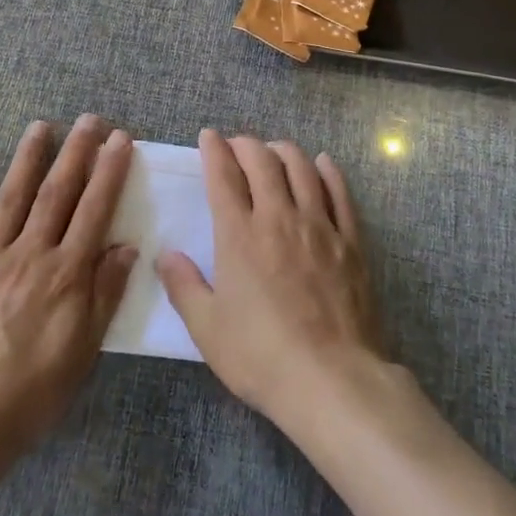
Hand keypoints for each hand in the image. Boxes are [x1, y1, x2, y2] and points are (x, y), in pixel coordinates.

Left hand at [0, 116, 136, 463]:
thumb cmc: (31, 393)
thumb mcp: (83, 351)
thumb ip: (105, 294)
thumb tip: (127, 246)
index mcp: (65, 274)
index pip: (93, 210)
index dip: (109, 172)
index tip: (120, 139)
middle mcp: (29, 254)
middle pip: (57, 193)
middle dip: (75, 153)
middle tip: (88, 120)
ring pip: (12, 197)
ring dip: (29, 158)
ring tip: (41, 126)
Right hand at [156, 130, 383, 426]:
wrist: (331, 379)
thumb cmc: (261, 356)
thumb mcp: (207, 329)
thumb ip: (183, 286)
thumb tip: (165, 254)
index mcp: (239, 236)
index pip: (223, 176)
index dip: (214, 150)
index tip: (209, 136)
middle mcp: (279, 218)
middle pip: (262, 161)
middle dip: (246, 144)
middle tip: (237, 145)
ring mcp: (319, 226)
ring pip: (302, 168)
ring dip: (284, 151)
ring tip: (274, 151)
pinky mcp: (350, 241)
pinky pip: (339, 193)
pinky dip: (328, 171)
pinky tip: (322, 163)